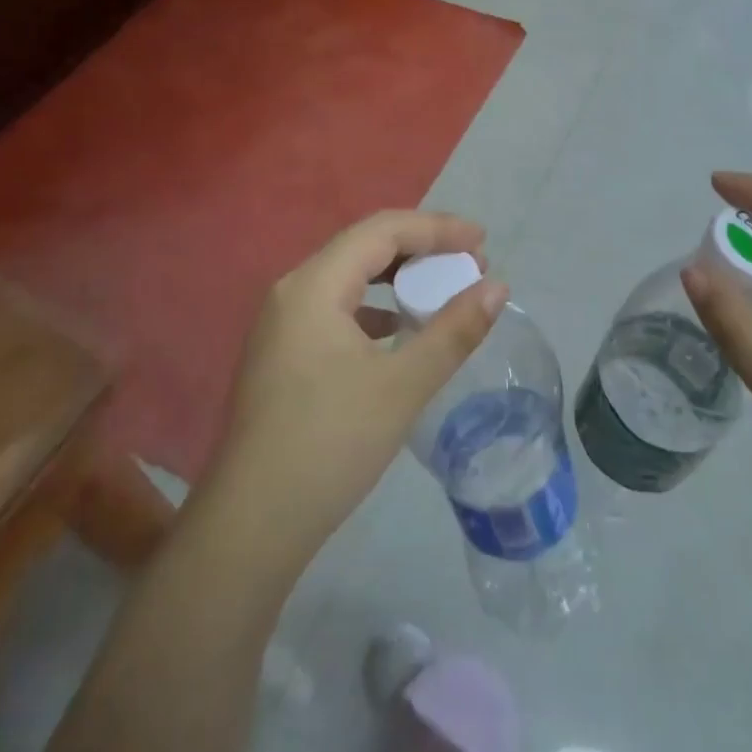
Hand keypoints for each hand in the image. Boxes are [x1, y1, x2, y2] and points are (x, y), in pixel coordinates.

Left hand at [207, 211, 506, 562]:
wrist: (254, 523)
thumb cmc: (330, 444)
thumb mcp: (402, 386)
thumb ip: (453, 331)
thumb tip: (498, 288)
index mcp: (313, 285)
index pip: (382, 230)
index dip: (437, 228)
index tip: (483, 242)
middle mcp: (292, 291)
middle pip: (364, 247)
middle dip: (421, 249)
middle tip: (470, 265)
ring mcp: (282, 323)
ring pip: (350, 279)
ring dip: (399, 278)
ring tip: (443, 291)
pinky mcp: (283, 353)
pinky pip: (337, 309)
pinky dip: (376, 309)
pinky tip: (400, 331)